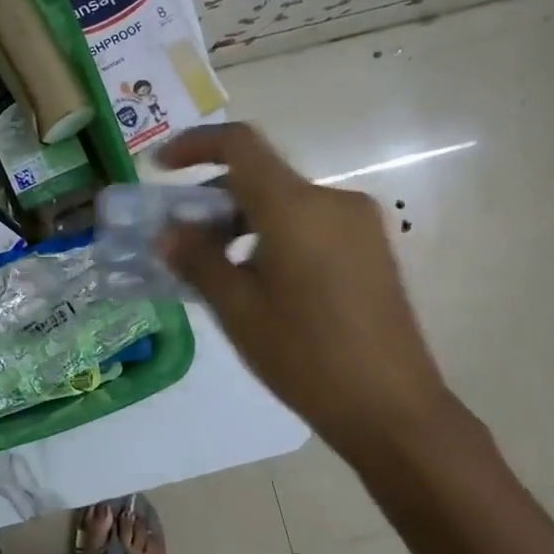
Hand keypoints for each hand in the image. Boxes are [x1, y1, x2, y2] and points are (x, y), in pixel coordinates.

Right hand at [155, 123, 458, 468]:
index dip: (195, 145)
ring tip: (216, 269)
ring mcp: (358, 224)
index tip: (162, 168)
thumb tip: (166, 233)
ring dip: (242, 220)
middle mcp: (332, 201)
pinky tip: (258, 280)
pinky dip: (273, 234)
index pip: (241, 145)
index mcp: (296, 207)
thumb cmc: (305, 356)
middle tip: (180, 240)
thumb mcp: (237, 309)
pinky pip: (309, 223)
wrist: (392, 409)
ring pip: (285, 202)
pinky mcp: (371, 248)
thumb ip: (197, 260)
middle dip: (213, 199)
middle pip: (260, 177)